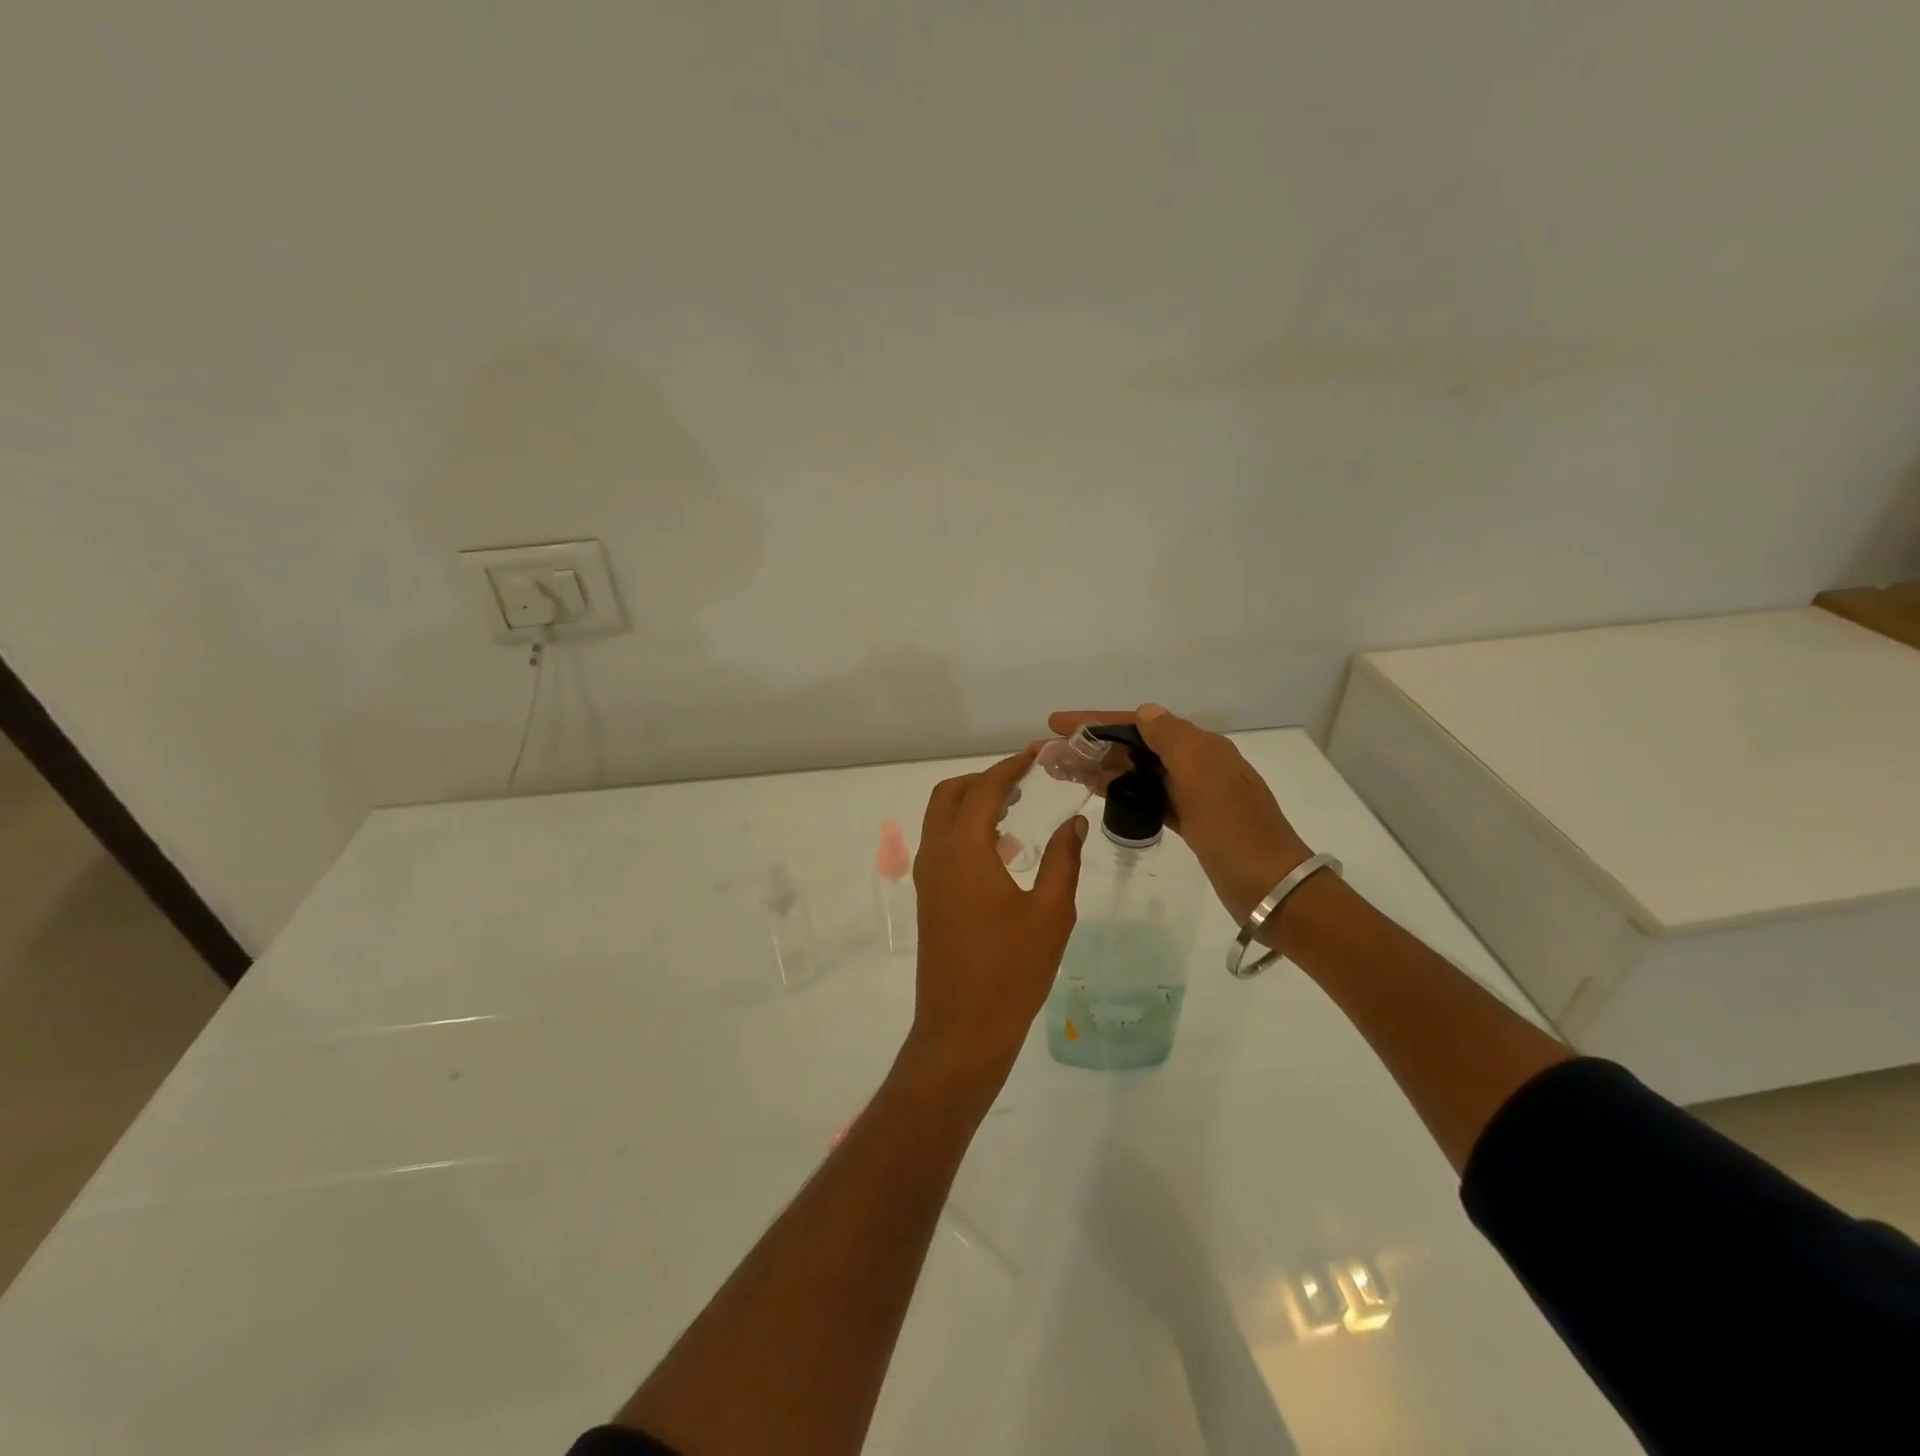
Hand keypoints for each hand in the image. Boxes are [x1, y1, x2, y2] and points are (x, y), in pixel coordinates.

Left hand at [909, 748, 1086, 1079]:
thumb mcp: (1051, 911)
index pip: (985, 789)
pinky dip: (966, 832)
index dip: (1011, 767)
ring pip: (941, 820)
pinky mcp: (928, 898)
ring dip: (973, 805)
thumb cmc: (1012, 969)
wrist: (963, 1027)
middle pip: (950, 795)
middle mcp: (937, 854)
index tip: (1037, 755)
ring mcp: (928, 877)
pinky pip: (943, 845)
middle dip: (984, 780)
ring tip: (1017, 809)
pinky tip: (1004, 851)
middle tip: (1023, 781)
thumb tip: (1075, 822)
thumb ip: (1063, 859)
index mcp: (963, 850)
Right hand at [1048, 704, 1310, 922]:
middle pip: (1135, 746)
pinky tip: (1098, 792)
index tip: (1056, 724)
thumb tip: (1145, 712)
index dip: (1096, 721)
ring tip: (1064, 772)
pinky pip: (1147, 796)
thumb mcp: (1203, 775)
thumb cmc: (1234, 829)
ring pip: (1138, 772)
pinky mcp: (1191, 821)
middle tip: (1052, 755)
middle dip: (1093, 746)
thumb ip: (1172, 738)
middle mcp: (1197, 764)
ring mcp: (1194, 794)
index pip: (1139, 724)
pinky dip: (1121, 791)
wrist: (1271, 887)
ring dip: (1101, 767)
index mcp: (1201, 747)